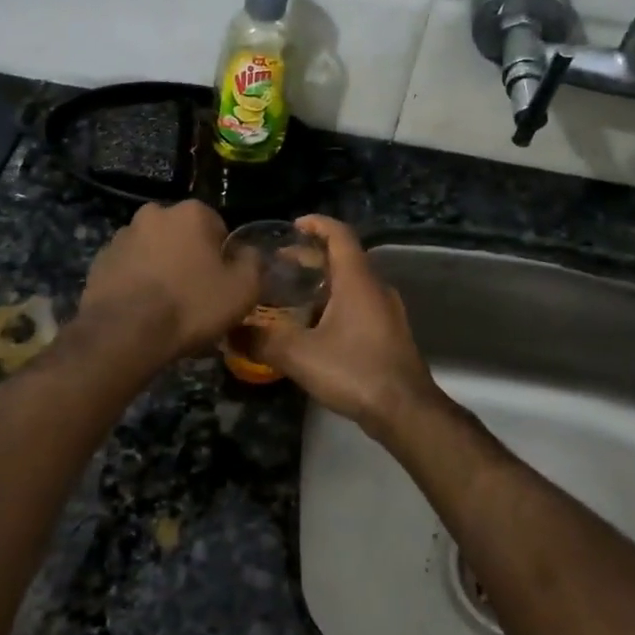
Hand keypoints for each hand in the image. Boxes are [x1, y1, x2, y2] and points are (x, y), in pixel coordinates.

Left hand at [79, 200, 261, 361]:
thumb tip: (246, 253)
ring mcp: (122, 235)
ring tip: (165, 306)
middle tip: (194, 295)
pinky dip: (136, 282)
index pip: (217, 228)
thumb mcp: (243, 289)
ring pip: (153, 250)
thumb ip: (253, 262)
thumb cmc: (191, 306)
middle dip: (189, 258)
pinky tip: (141, 310)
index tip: (220, 284)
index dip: (222, 258)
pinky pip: (128, 268)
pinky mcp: (99, 260)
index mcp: (191, 212)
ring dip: (161, 268)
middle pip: (182, 236)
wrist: (125, 333)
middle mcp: (154, 213)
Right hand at [250, 216, 445, 440]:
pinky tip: (314, 327)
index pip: (339, 234)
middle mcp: (376, 288)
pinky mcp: (388, 334)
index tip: (293, 225)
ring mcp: (386, 312)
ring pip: (352, 284)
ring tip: (291, 295)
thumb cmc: (354, 370)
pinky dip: (335, 304)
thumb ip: (262, 340)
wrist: (405, 411)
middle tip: (279, 264)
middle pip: (344, 258)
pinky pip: (359, 305)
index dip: (317, 223)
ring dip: (323, 283)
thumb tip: (228, 332)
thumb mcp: (299, 355)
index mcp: (357, 280)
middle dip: (312, 256)